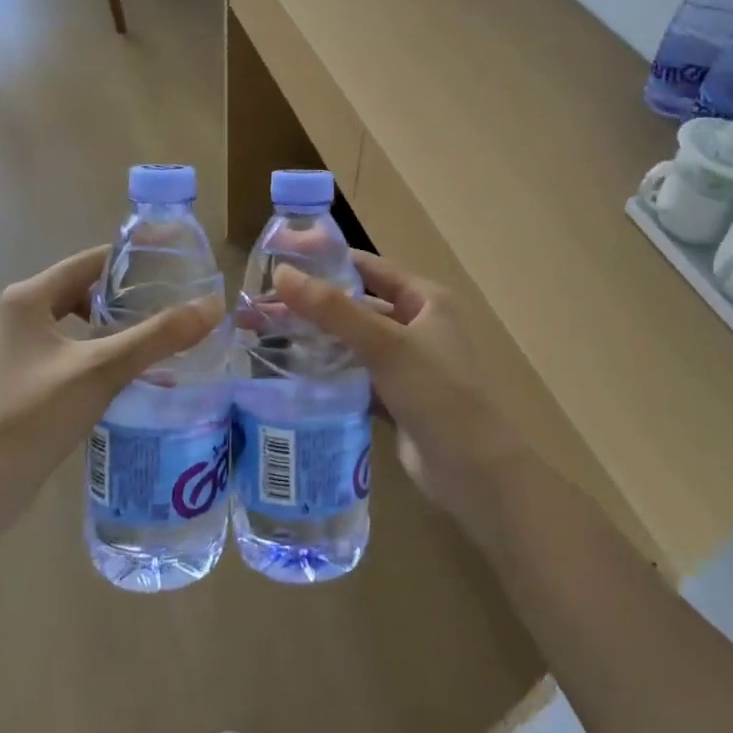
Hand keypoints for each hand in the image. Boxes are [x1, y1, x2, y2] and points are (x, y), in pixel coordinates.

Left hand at [0, 246, 220, 516]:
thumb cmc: (34, 414)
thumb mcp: (100, 369)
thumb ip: (157, 336)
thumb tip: (212, 307)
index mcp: (29, 297)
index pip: (91, 261)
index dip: (134, 259)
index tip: (176, 262)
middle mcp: (20, 314)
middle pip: (86, 289)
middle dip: (129, 294)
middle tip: (174, 300)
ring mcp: (19, 348)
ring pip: (79, 321)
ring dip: (116, 325)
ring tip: (158, 333)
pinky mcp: (25, 377)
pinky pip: (72, 349)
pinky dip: (101, 350)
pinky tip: (129, 369)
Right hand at [274, 252, 530, 533]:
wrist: (474, 473)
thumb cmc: (437, 394)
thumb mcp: (385, 345)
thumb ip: (333, 310)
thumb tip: (283, 273)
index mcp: (424, 299)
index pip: (366, 267)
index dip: (324, 259)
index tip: (278, 259)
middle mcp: (414, 324)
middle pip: (353, 304)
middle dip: (309, 303)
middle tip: (258, 304)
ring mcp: (403, 363)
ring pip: (349, 341)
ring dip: (312, 337)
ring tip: (261, 334)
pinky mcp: (392, 397)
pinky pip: (352, 374)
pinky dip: (325, 370)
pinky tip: (288, 371)